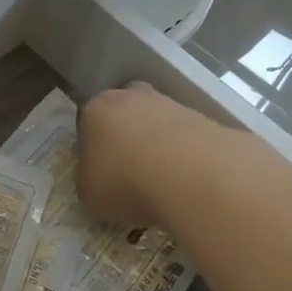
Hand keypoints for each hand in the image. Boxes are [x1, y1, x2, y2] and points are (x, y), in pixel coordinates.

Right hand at [76, 82, 215, 229]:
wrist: (191, 176)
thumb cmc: (125, 182)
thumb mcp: (89, 193)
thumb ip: (89, 180)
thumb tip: (98, 179)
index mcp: (96, 110)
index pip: (87, 122)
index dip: (92, 147)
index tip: (99, 171)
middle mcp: (131, 97)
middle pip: (124, 112)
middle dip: (126, 135)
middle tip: (130, 169)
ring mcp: (170, 104)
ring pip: (158, 121)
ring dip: (158, 144)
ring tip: (163, 180)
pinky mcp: (204, 117)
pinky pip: (186, 136)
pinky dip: (185, 154)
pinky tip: (187, 179)